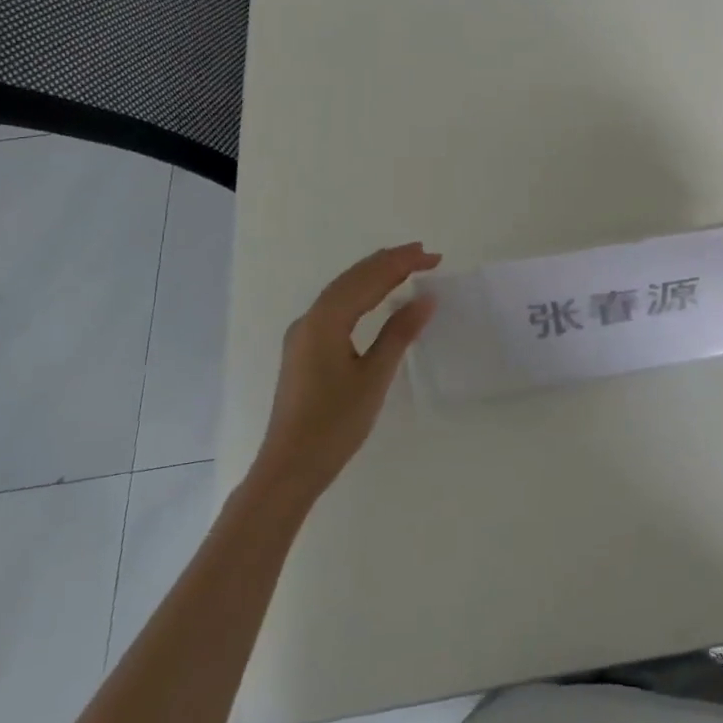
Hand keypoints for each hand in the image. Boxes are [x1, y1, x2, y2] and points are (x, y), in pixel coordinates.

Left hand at [252, 243, 441, 501]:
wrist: (289, 468)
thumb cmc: (334, 424)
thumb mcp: (373, 377)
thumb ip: (399, 333)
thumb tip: (425, 298)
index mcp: (326, 321)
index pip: (369, 279)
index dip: (402, 263)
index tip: (433, 256)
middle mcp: (310, 319)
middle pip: (353, 278)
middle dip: (389, 262)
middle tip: (425, 254)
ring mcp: (303, 334)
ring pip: (342, 290)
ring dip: (374, 274)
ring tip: (406, 266)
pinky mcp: (304, 348)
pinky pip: (336, 306)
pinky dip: (361, 292)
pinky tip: (376, 297)